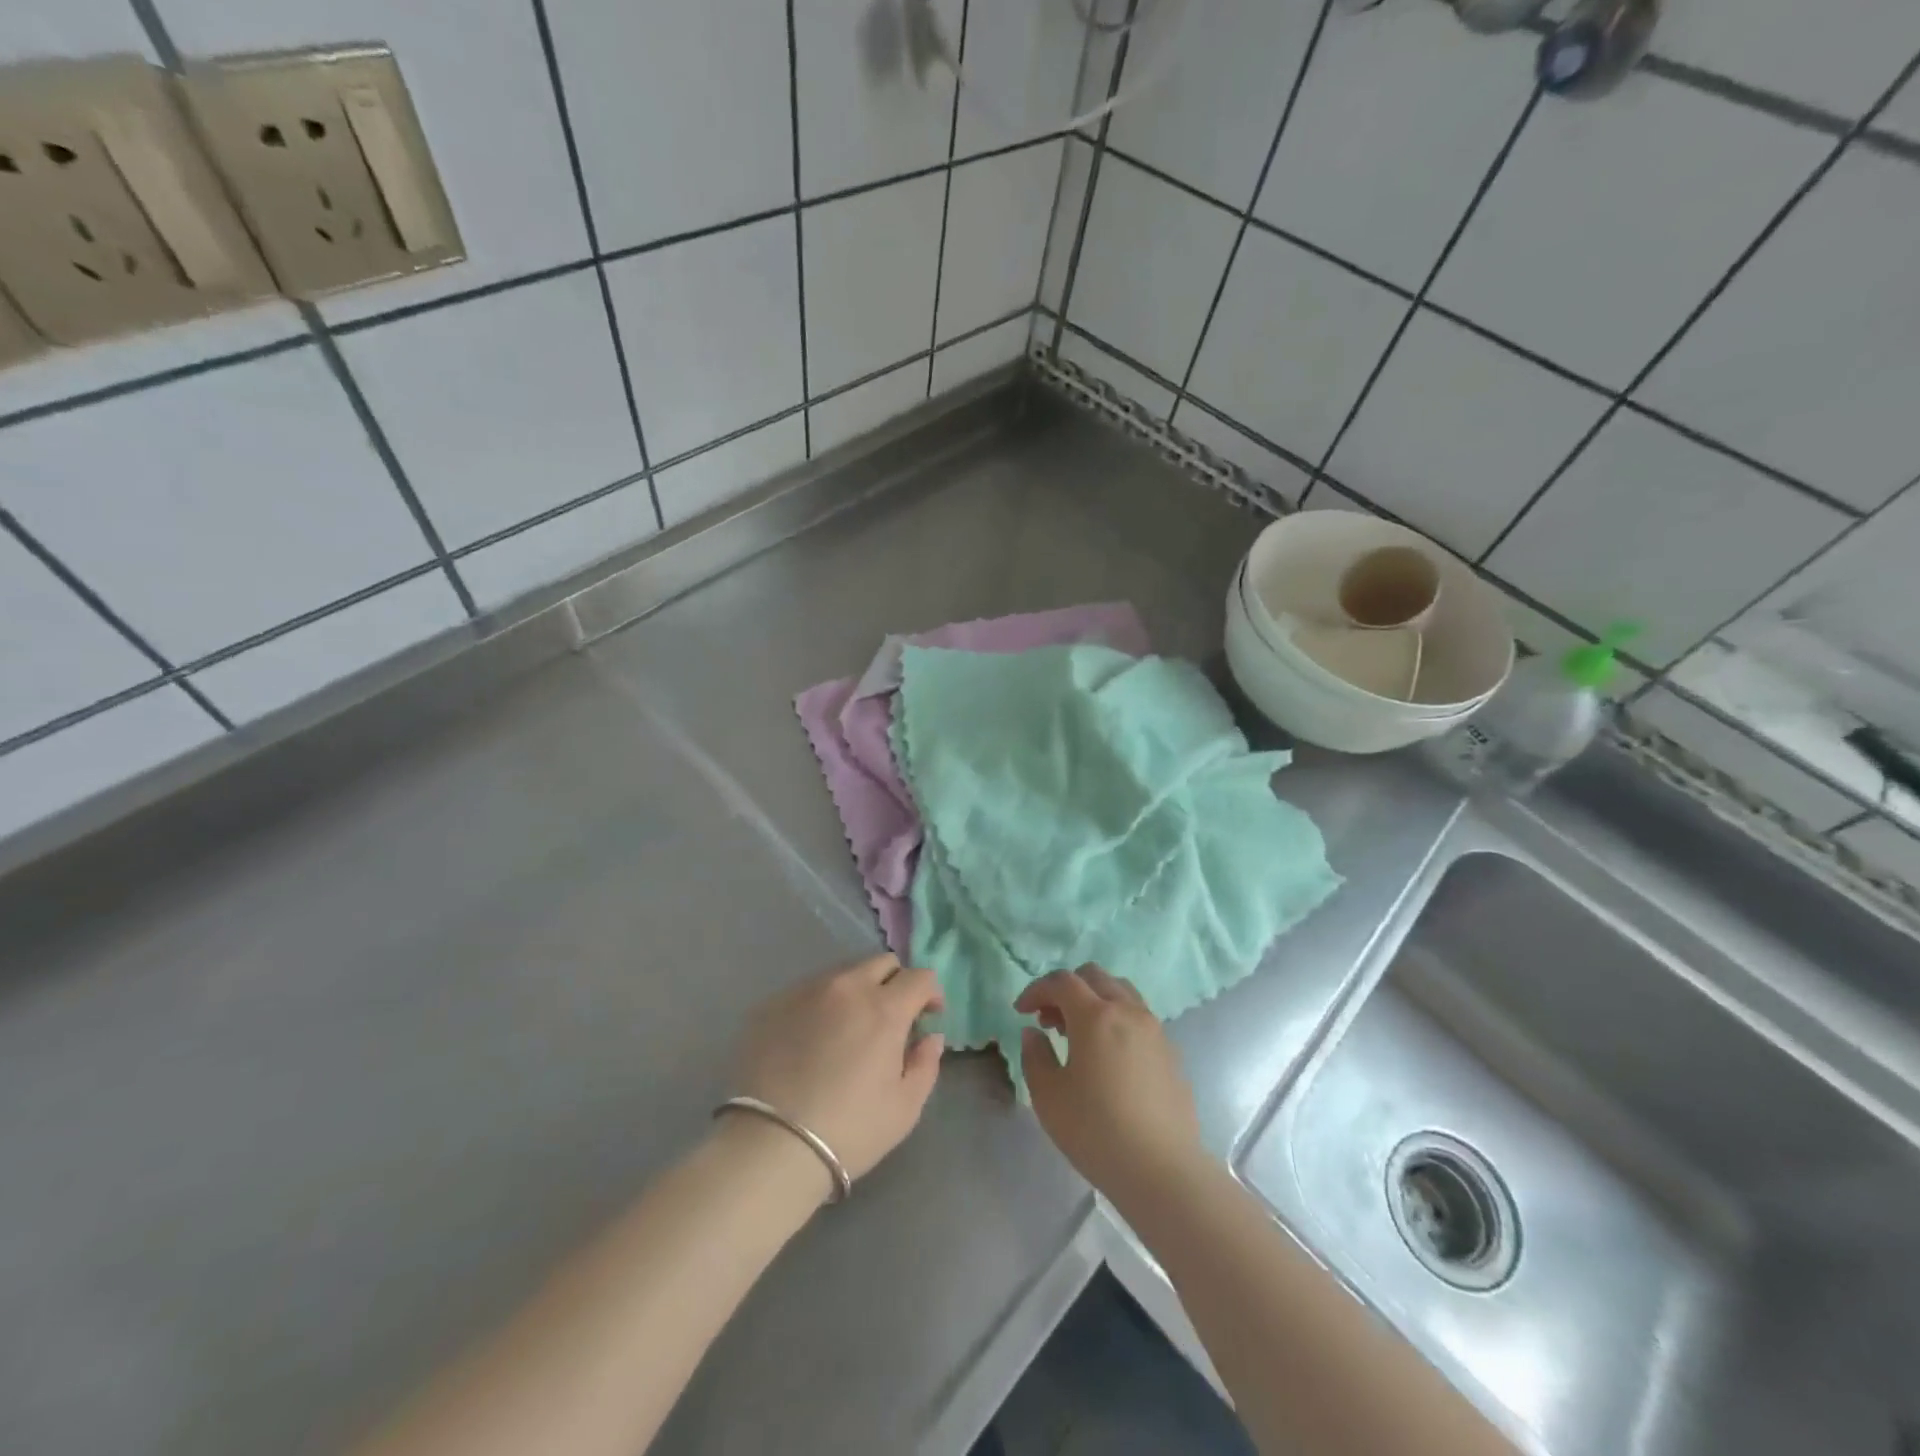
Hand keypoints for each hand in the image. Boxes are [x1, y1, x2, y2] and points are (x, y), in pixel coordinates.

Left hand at [732, 954, 944, 1184]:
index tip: (928, 1016)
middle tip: (891, 1018)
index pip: (919, 977)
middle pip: (881, 963)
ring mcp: (805, 991)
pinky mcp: (772, 1004)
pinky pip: (807, 991)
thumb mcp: (904, 1108)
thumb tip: (930, 1038)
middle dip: (895, 983)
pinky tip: (812, 1040)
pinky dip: (820, 1006)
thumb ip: (925, 1064)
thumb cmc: (849, 1130)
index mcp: (884, 1008)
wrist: (770, 1146)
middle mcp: (846, 987)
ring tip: (848, 1028)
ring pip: (842, 974)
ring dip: (856, 992)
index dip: (930, 993)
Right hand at [1017, 966, 1203, 1204]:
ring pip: (1121, 992)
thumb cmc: (1096, 1130)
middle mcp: (1128, 1011)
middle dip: (1066, 990)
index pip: (1061, 982)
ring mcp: (1154, 1030)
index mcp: (1095, 1015)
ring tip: (1078, 1035)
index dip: (1036, 990)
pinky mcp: (1170, 1051)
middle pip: (1094, 977)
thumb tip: (1034, 1033)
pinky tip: (1108, 1056)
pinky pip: (1138, 1017)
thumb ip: (1035, 1055)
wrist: (1162, 1170)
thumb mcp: (1048, 1095)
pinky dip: (1116, 1019)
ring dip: (1094, 1000)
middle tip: (1049, 1020)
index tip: (1021, 1011)